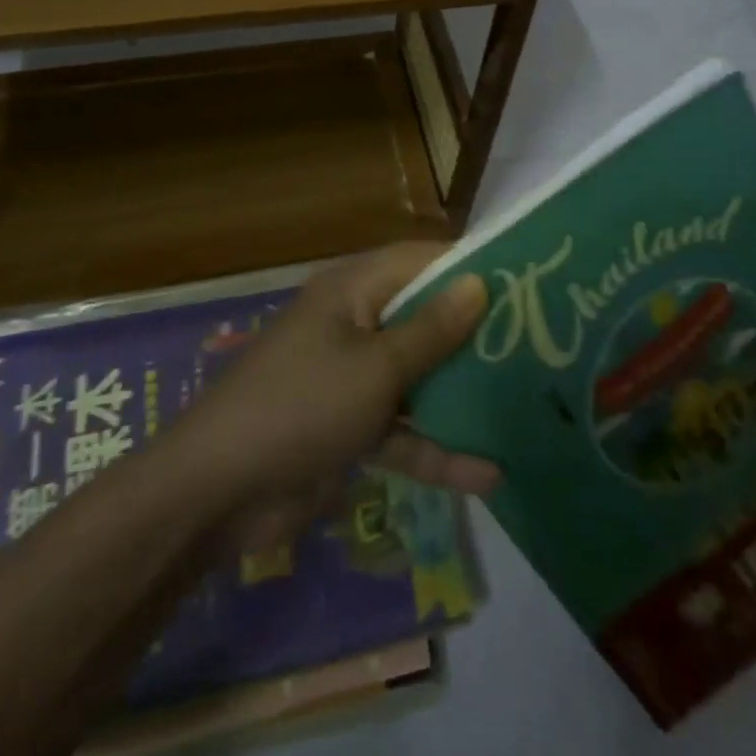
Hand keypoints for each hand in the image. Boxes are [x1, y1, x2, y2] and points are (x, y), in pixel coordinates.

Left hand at [171, 243, 500, 544]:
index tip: (524, 280)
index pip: (420, 262)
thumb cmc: (301, 406)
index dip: (469, 267)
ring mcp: (352, 378)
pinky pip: (401, 428)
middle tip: (538, 343)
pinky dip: (435, 447)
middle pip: (424, 319)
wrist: (217, 494)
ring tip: (526, 406)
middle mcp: (355, 324)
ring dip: (461, 395)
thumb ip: (431, 330)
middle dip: (474, 335)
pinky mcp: (349, 427)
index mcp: (353, 291)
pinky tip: (487, 474)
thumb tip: (479, 282)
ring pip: (417, 376)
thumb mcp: (375, 368)